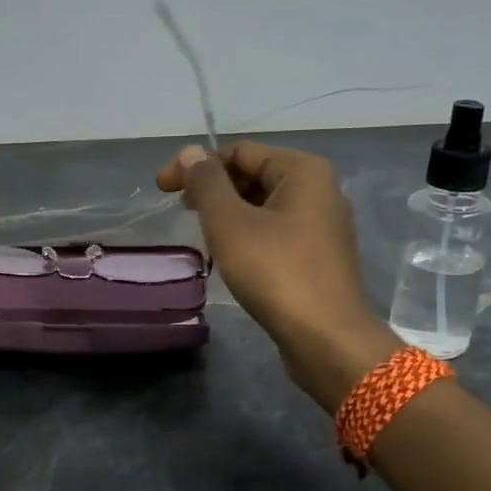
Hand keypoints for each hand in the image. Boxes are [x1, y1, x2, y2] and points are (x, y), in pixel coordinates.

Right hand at [156, 140, 394, 406]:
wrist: (326, 339)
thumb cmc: (276, 272)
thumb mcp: (230, 223)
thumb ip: (206, 183)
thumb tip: (190, 151)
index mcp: (303, 171)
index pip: (239, 151)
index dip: (196, 165)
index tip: (163, 189)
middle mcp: (320, 189)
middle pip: (254, 175)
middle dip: (214, 189)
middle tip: (182, 212)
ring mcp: (323, 225)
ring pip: (264, 205)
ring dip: (229, 214)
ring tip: (203, 236)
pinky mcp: (320, 256)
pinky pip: (276, 231)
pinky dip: (249, 235)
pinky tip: (231, 257)